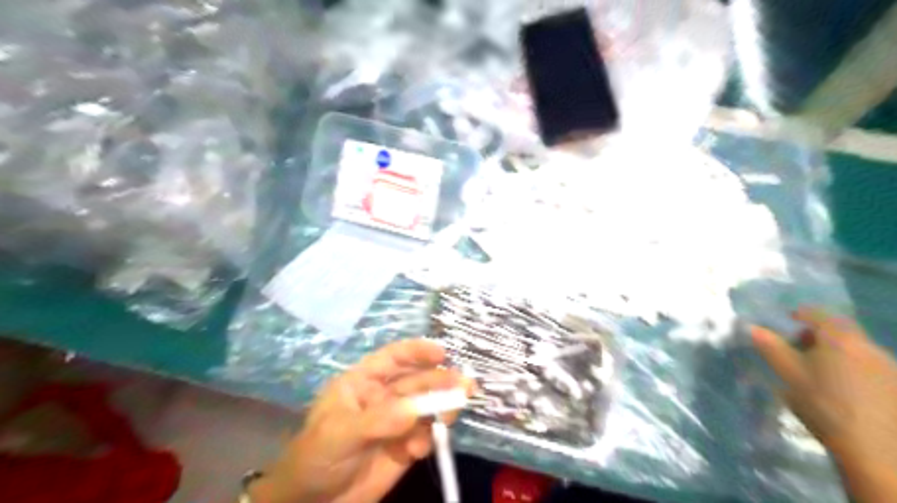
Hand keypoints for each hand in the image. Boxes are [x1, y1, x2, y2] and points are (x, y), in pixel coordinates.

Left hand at [250, 339, 469, 501]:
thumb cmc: (316, 456)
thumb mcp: (341, 434)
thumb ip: (379, 420)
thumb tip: (415, 410)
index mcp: (364, 382)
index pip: (394, 358)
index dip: (417, 352)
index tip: (442, 353)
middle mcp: (385, 396)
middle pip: (418, 381)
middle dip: (441, 381)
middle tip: (465, 385)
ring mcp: (397, 421)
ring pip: (427, 406)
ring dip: (443, 406)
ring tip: (453, 412)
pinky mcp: (406, 446)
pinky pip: (426, 435)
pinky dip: (429, 439)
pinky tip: (418, 450)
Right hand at [752, 308, 895, 500]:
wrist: (876, 450)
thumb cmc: (823, 403)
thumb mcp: (789, 374)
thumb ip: (771, 347)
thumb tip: (752, 327)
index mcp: (840, 339)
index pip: (818, 314)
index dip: (800, 314)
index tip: (785, 321)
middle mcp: (869, 347)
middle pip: (840, 331)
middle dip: (817, 335)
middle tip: (797, 347)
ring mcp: (889, 368)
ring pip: (856, 349)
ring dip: (835, 352)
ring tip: (818, 371)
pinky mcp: (896, 387)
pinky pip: (869, 366)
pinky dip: (851, 367)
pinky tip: (841, 388)